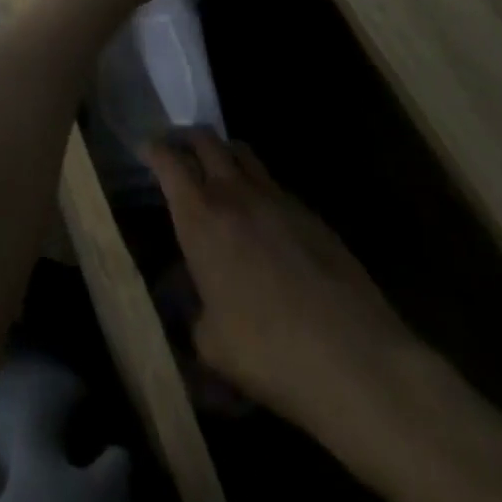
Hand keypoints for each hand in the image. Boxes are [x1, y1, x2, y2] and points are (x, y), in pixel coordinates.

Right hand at [147, 131, 419, 444]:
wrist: (356, 361)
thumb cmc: (268, 351)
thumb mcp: (211, 343)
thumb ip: (193, 312)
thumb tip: (193, 302)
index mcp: (200, 216)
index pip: (168, 160)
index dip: (153, 150)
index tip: (146, 152)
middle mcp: (234, 193)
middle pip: (206, 140)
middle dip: (188, 140)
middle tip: (180, 154)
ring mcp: (278, 199)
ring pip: (244, 153)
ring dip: (225, 155)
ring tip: (220, 176)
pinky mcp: (313, 215)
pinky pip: (276, 185)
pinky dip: (259, 187)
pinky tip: (264, 219)